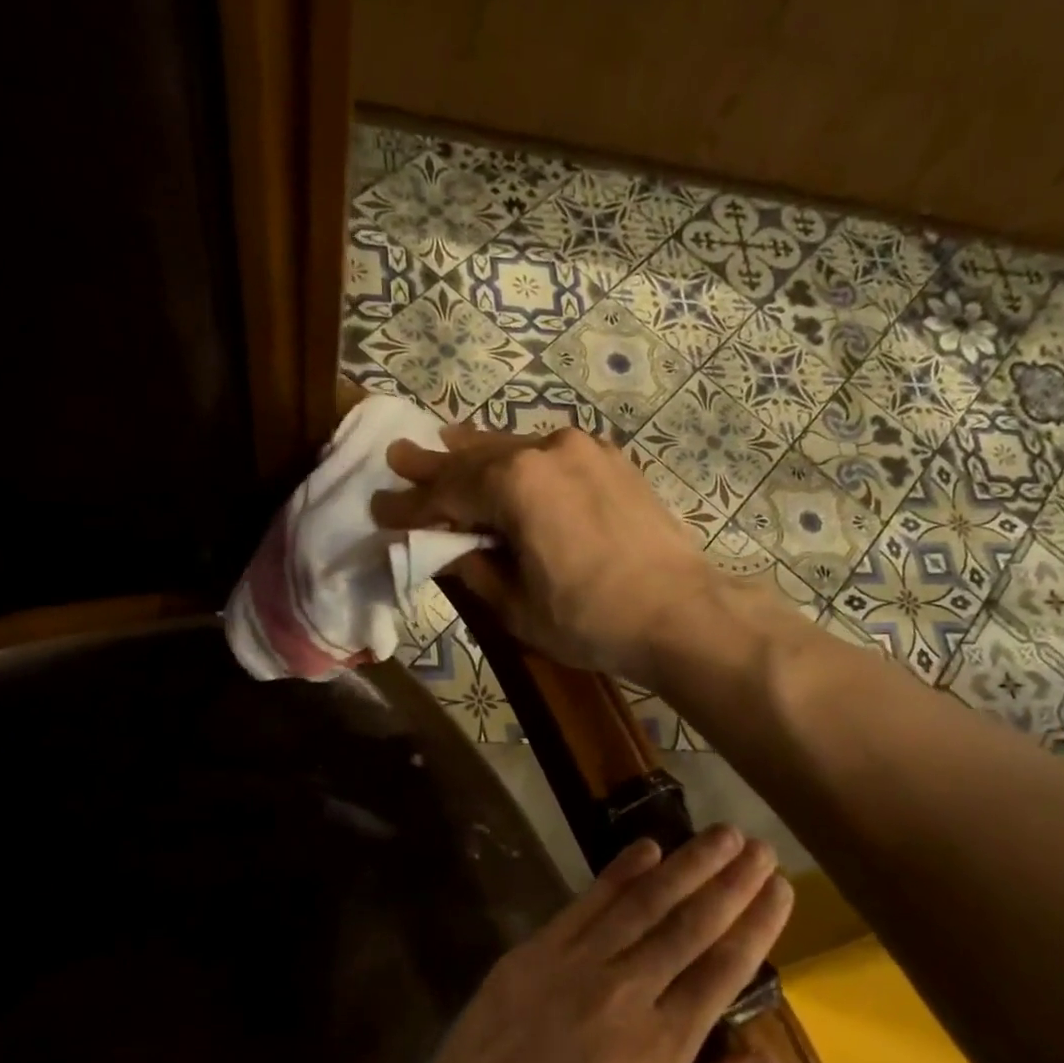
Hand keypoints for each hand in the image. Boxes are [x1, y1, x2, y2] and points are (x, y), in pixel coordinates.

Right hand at [371, 426, 720, 682]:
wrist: (682, 613)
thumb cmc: (591, 619)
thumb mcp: (517, 606)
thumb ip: (475, 570)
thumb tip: (450, 551)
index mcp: (516, 484)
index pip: (447, 493)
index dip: (411, 506)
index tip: (380, 508)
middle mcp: (547, 451)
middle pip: (476, 458)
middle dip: (435, 464)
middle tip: (399, 457)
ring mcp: (584, 451)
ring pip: (514, 448)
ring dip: (477, 453)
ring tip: (445, 443)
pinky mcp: (611, 462)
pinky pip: (550, 454)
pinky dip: (521, 460)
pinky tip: (510, 461)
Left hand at [403, 826, 793, 1062]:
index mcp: (663, 1049)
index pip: (723, 970)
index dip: (756, 925)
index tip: (780, 888)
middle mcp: (626, 994)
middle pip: (690, 925)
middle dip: (730, 882)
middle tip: (759, 844)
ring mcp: (575, 967)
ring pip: (643, 904)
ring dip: (685, 865)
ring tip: (719, 834)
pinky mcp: (533, 955)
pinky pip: (585, 905)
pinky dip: (618, 874)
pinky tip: (645, 848)